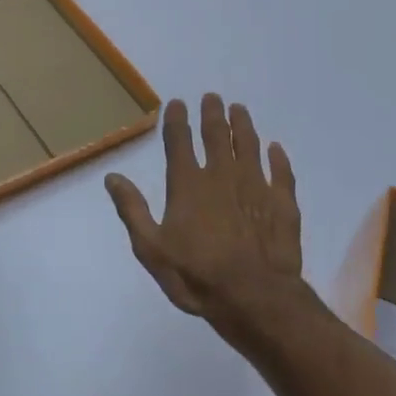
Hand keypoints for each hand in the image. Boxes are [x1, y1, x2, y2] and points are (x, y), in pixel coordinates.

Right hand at [105, 93, 302, 333]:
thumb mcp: (151, 248)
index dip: (176, 119)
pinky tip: (276, 148)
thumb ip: (132, 210)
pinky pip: (281, 172)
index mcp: (188, 184)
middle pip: (216, 135)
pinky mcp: (282, 203)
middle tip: (212, 97)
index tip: (177, 102)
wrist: (254, 298)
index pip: (179, 141)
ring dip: (243, 125)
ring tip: (239, 109)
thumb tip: (112, 177)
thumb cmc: (196, 275)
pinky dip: (278, 158)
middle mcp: (222, 175)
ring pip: (249, 145)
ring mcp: (255, 186)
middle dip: (212, 113)